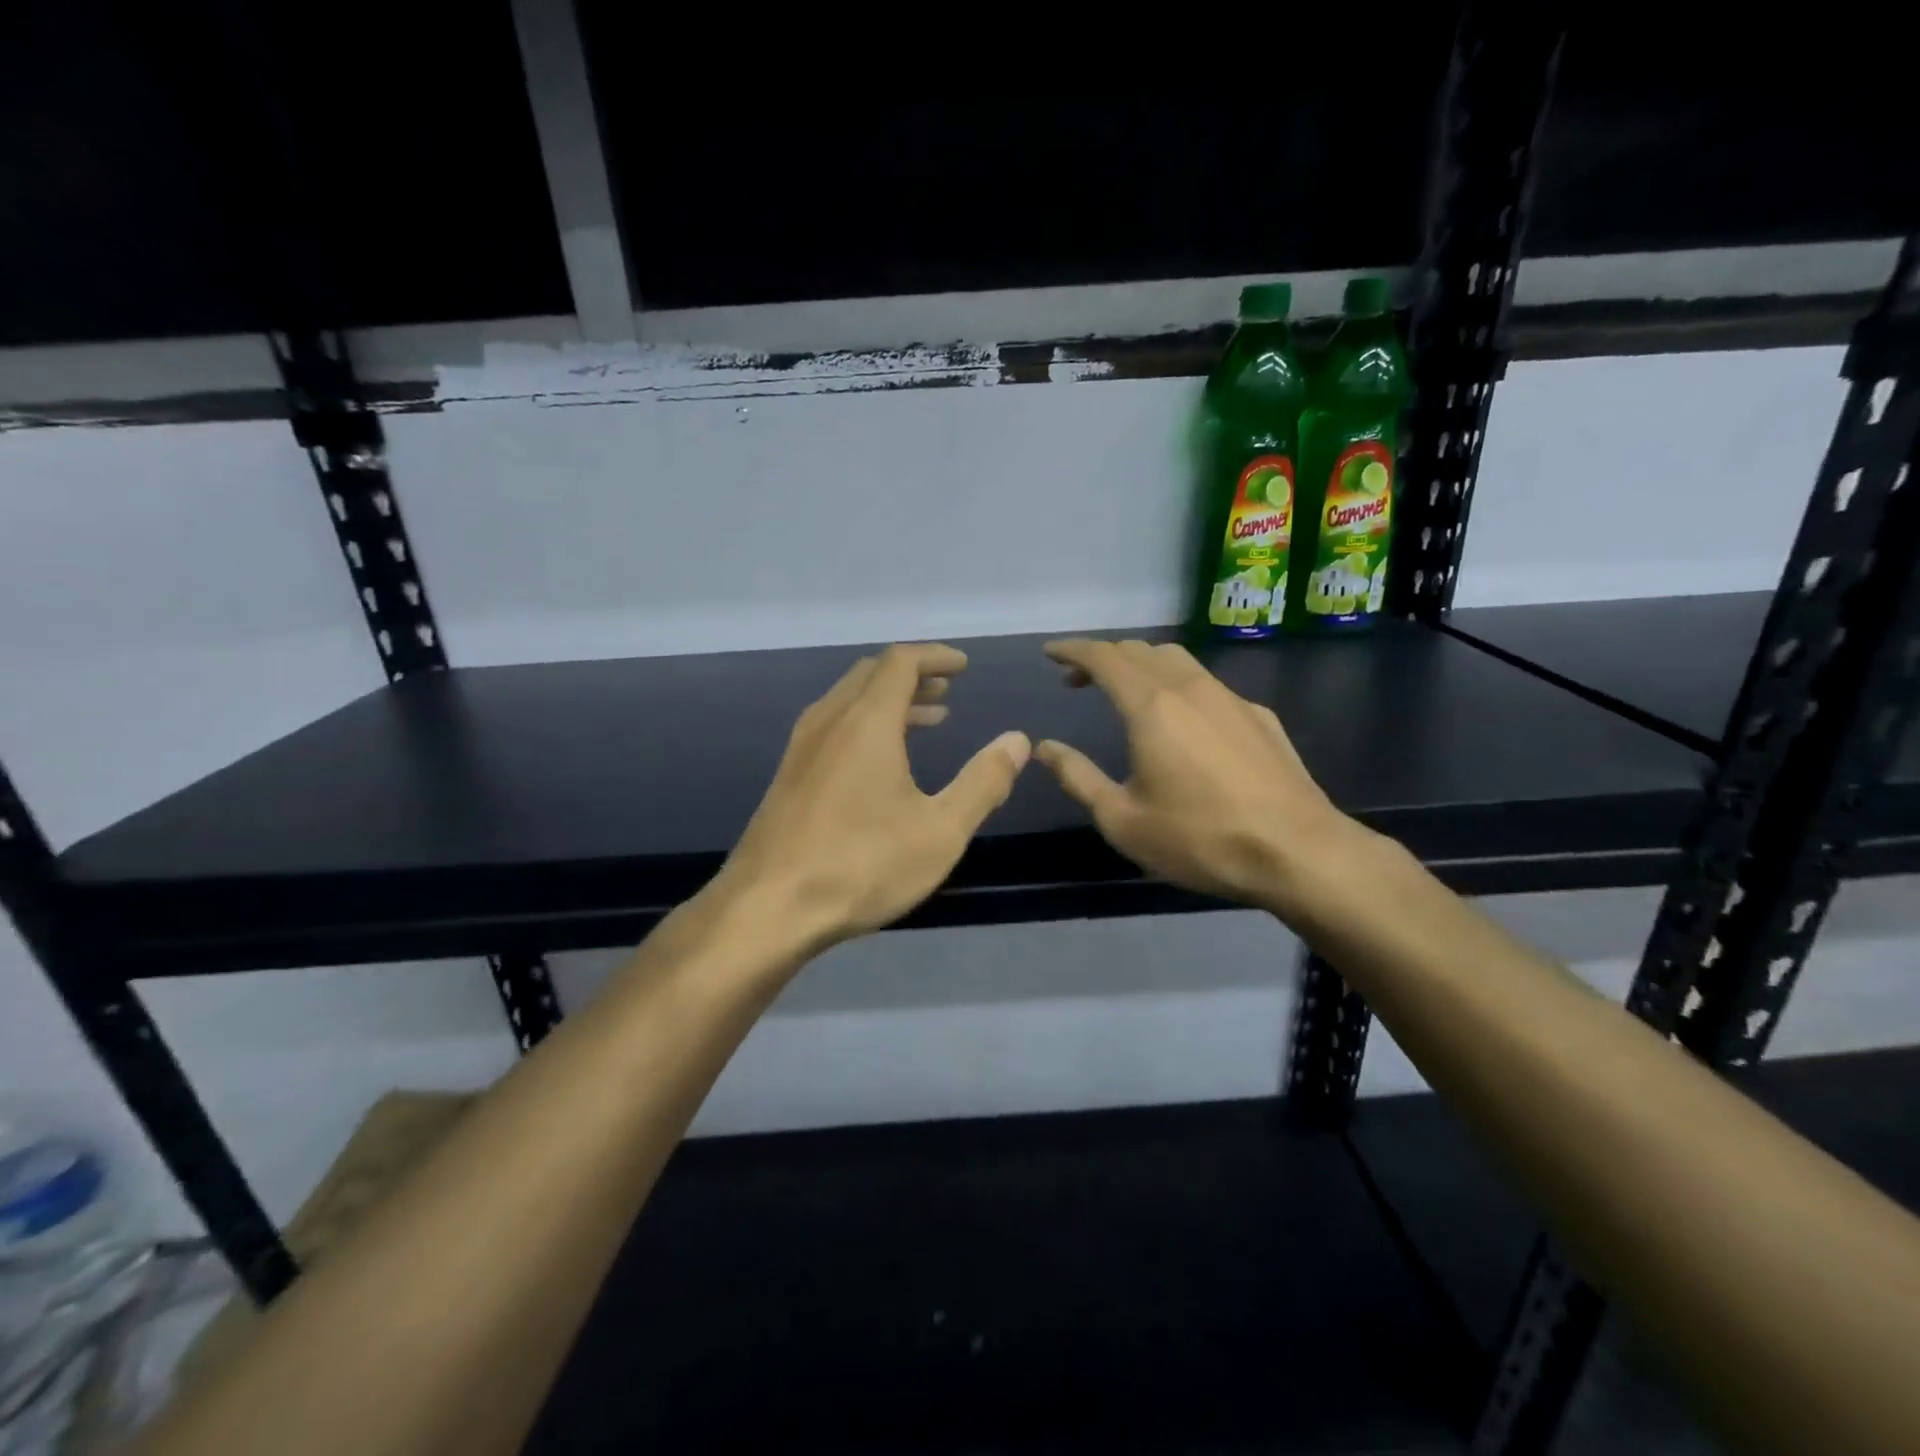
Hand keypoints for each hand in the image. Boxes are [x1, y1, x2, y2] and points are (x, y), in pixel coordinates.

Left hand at [713, 643, 1030, 948]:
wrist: (768, 909)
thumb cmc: (861, 865)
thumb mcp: (939, 831)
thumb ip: (982, 782)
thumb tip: (1017, 741)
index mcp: (866, 722)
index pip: (901, 662)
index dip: (936, 657)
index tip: (964, 666)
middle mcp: (829, 721)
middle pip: (871, 674)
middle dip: (913, 675)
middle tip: (948, 690)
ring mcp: (801, 748)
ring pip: (848, 700)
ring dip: (889, 700)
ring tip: (928, 720)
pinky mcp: (789, 776)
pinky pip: (833, 726)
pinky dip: (866, 724)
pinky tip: (882, 762)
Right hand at [1034, 639, 1366, 915]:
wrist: (1298, 853)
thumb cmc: (1199, 839)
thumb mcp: (1122, 819)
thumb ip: (1078, 777)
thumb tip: (1044, 748)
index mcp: (1151, 706)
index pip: (1104, 657)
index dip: (1072, 649)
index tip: (1050, 652)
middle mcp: (1190, 688)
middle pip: (1140, 650)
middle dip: (1103, 656)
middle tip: (1078, 679)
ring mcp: (1230, 698)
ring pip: (1178, 659)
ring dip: (1142, 664)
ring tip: (1126, 690)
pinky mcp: (1260, 716)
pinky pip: (1208, 684)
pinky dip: (1178, 685)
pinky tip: (1183, 721)